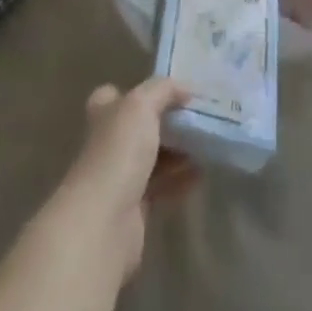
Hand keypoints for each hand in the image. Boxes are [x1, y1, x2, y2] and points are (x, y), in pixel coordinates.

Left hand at [53, 79, 197, 280]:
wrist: (105, 221)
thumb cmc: (118, 151)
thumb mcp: (142, 105)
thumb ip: (164, 90)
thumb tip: (187, 89)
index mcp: (104, 113)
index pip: (116, 95)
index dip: (140, 92)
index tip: (172, 92)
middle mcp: (108, 142)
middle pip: (140, 127)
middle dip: (167, 122)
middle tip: (199, 118)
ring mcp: (120, 176)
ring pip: (153, 157)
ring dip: (178, 151)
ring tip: (207, 144)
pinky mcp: (134, 208)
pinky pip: (161, 187)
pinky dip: (180, 179)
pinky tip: (201, 174)